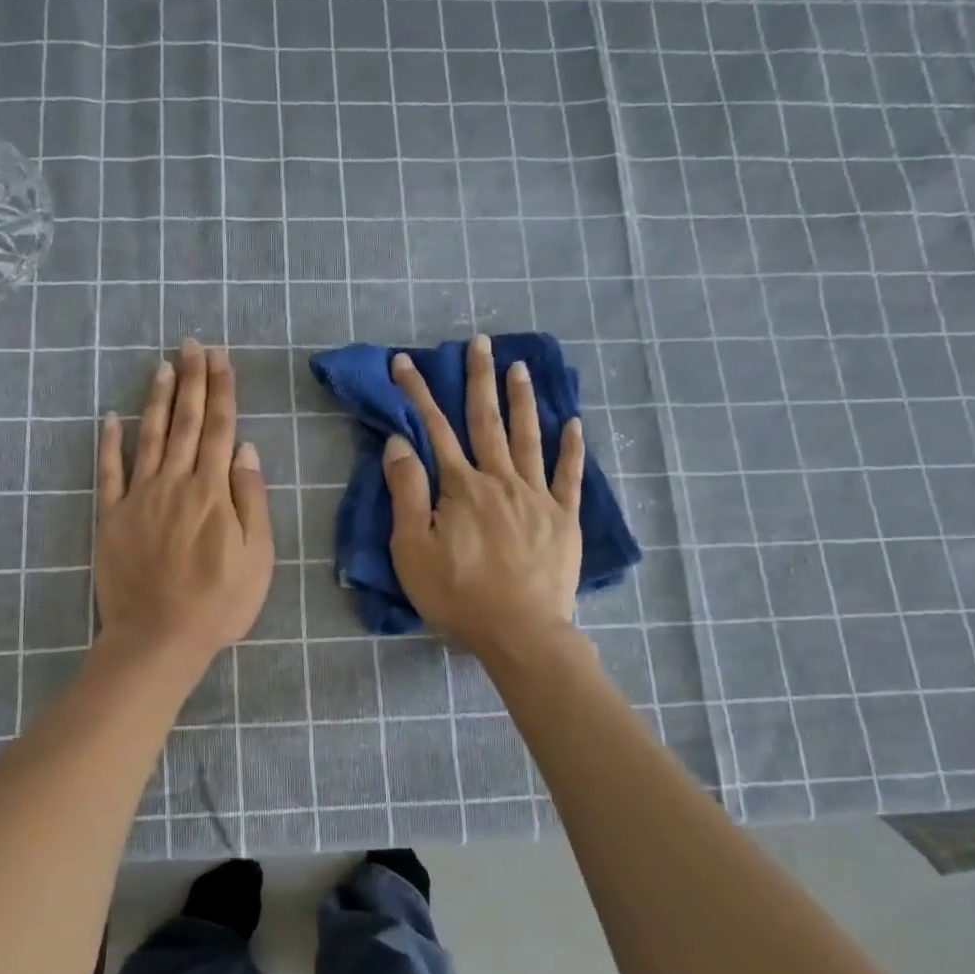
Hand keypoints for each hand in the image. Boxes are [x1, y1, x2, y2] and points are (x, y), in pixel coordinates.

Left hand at [95, 340, 273, 664]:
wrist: (159, 637)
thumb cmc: (219, 602)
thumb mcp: (257, 556)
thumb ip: (251, 498)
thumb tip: (246, 449)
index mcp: (213, 491)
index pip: (221, 428)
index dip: (222, 390)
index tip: (220, 359)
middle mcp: (175, 483)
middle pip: (187, 422)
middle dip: (191, 380)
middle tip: (192, 345)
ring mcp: (139, 497)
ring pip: (150, 436)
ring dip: (158, 399)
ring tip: (162, 366)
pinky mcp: (111, 517)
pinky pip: (109, 472)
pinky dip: (110, 443)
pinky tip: (112, 418)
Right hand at [384, 334, 584, 654]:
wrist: (521, 632)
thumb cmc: (458, 595)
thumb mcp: (413, 549)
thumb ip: (407, 492)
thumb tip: (400, 443)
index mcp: (461, 487)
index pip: (434, 429)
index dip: (417, 393)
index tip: (405, 362)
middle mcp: (500, 480)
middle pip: (486, 421)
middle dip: (478, 379)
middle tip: (480, 342)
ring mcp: (537, 496)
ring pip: (528, 437)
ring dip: (521, 400)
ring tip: (519, 366)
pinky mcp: (564, 518)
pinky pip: (570, 475)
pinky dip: (572, 447)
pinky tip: (574, 423)